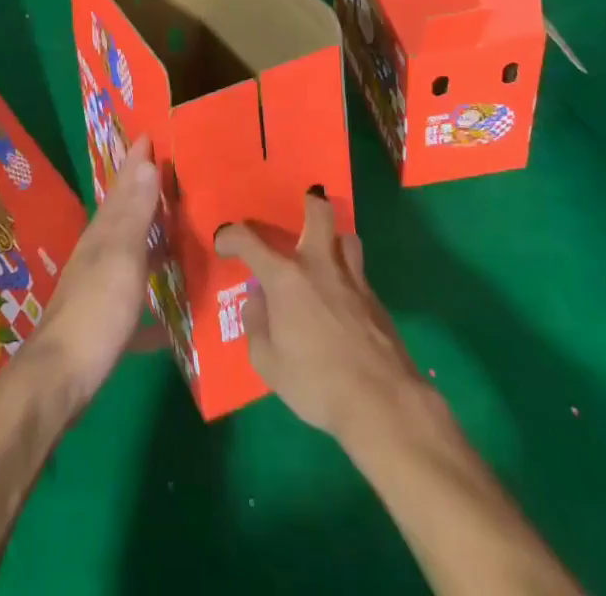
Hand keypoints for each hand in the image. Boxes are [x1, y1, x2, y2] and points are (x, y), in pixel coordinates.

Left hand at [31, 136, 162, 408]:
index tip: (149, 135)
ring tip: (174, 229)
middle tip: (167, 172)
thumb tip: (146, 160)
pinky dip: (150, 299)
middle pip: (123, 215)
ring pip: (128, 252)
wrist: (60, 379)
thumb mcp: (122, 257)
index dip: (136, 161)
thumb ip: (135, 212)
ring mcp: (98, 288)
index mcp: (104, 233)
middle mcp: (98, 254)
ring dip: (147, 237)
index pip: (123, 186)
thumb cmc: (96, 311)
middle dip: (142, 192)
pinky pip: (133, 299)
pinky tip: (168, 319)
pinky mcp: (103, 323)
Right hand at [215, 193, 436, 448]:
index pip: (248, 241)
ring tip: (326, 258)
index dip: (230, 237)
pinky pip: (359, 273)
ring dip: (334, 242)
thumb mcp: (268, 363)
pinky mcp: (376, 300)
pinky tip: (344, 302)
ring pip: (346, 238)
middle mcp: (319, 265)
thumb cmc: (316, 383)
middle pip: (319, 213)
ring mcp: (352, 280)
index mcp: (285, 278)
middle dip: (310, 203)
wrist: (382, 402)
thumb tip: (257, 300)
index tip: (223, 245)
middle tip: (301, 212)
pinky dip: (348, 278)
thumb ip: (256, 326)